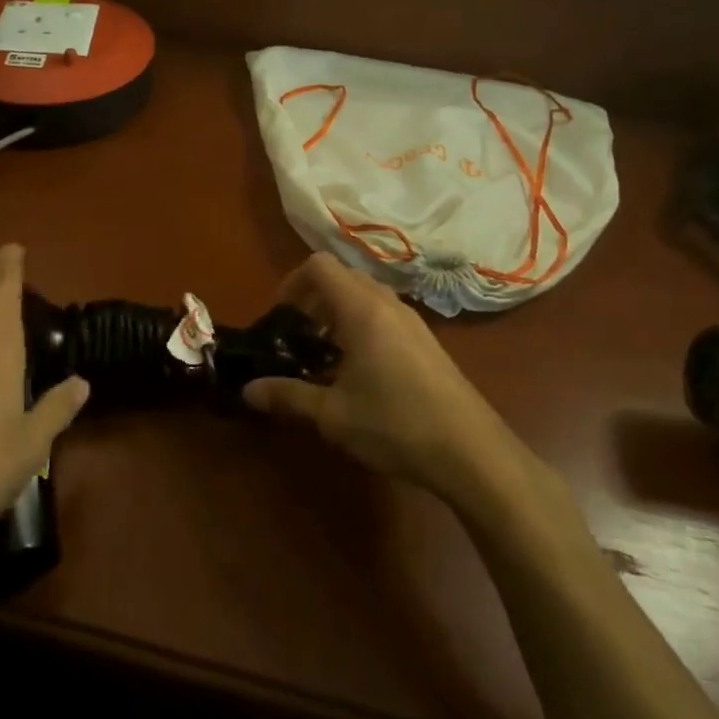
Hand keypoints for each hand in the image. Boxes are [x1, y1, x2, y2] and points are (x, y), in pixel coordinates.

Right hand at [242, 253, 542, 508]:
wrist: (472, 452)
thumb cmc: (395, 424)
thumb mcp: (332, 414)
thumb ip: (287, 396)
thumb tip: (247, 391)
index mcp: (362, 310)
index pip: (319, 266)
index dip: (291, 282)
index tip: (280, 316)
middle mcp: (388, 304)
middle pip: (343, 276)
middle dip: (313, 297)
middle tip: (297, 334)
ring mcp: (413, 321)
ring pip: (366, 294)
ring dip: (338, 310)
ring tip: (325, 352)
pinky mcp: (427, 341)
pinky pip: (385, 313)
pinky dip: (362, 324)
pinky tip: (360, 370)